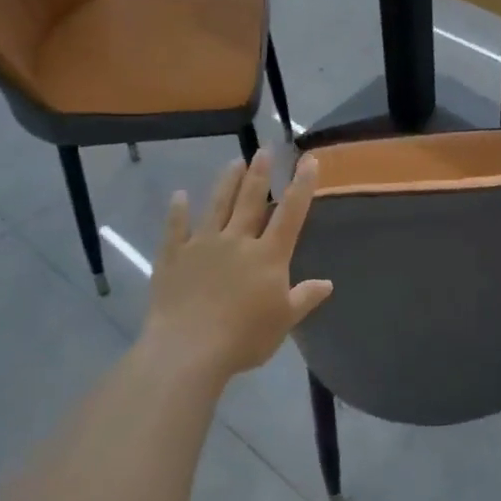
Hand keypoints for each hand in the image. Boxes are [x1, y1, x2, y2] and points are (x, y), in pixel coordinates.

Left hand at [141, 149, 333, 380]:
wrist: (187, 351)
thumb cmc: (243, 338)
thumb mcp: (284, 321)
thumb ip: (304, 298)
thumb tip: (327, 284)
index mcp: (269, 255)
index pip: (290, 213)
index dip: (302, 185)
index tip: (309, 159)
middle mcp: (237, 241)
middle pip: (250, 200)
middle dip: (260, 173)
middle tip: (265, 149)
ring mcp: (202, 246)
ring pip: (217, 206)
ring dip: (227, 182)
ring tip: (234, 161)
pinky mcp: (173, 257)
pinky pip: (175, 229)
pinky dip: (177, 211)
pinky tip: (179, 196)